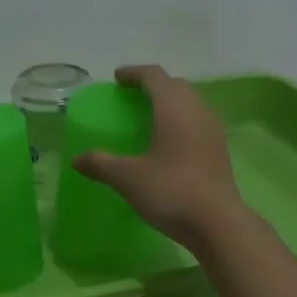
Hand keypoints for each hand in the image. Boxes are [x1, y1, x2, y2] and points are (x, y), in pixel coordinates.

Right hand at [73, 65, 245, 247]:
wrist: (217, 223)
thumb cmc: (171, 191)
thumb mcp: (128, 178)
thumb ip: (101, 164)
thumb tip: (76, 159)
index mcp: (174, 107)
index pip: (154, 76)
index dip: (134, 73)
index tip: (117, 78)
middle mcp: (197, 110)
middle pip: (175, 86)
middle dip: (152, 87)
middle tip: (131, 99)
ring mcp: (212, 130)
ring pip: (189, 105)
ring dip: (169, 105)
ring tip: (149, 121)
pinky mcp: (219, 151)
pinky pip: (197, 124)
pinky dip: (180, 124)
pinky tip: (168, 145)